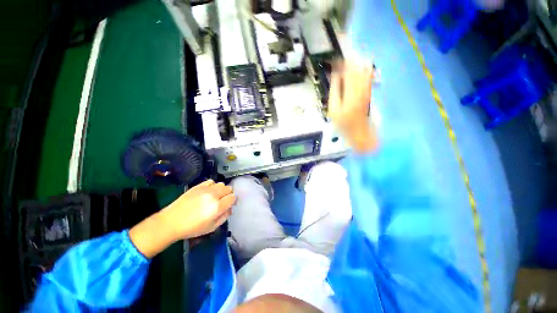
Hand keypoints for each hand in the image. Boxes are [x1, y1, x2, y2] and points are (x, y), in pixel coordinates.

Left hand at [129, 180, 234, 257]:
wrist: (171, 222)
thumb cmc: (192, 228)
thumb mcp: (212, 227)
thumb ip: (224, 217)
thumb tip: (230, 208)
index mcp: (217, 207)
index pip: (233, 197)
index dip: (233, 201)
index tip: (230, 204)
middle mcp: (213, 195)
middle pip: (229, 188)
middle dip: (228, 194)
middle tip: (223, 201)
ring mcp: (205, 189)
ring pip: (221, 184)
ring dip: (221, 189)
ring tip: (215, 196)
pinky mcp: (198, 186)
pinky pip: (211, 181)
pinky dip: (213, 185)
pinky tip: (208, 192)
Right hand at [328, 61, 377, 152]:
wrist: (358, 131)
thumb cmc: (343, 122)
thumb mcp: (333, 108)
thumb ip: (335, 90)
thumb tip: (335, 74)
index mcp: (350, 92)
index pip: (347, 72)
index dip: (342, 64)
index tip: (336, 59)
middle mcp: (360, 88)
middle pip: (357, 70)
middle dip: (351, 61)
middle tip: (344, 56)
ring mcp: (366, 89)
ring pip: (364, 72)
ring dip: (359, 64)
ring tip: (352, 57)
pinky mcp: (369, 92)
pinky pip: (368, 77)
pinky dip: (365, 70)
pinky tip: (364, 65)